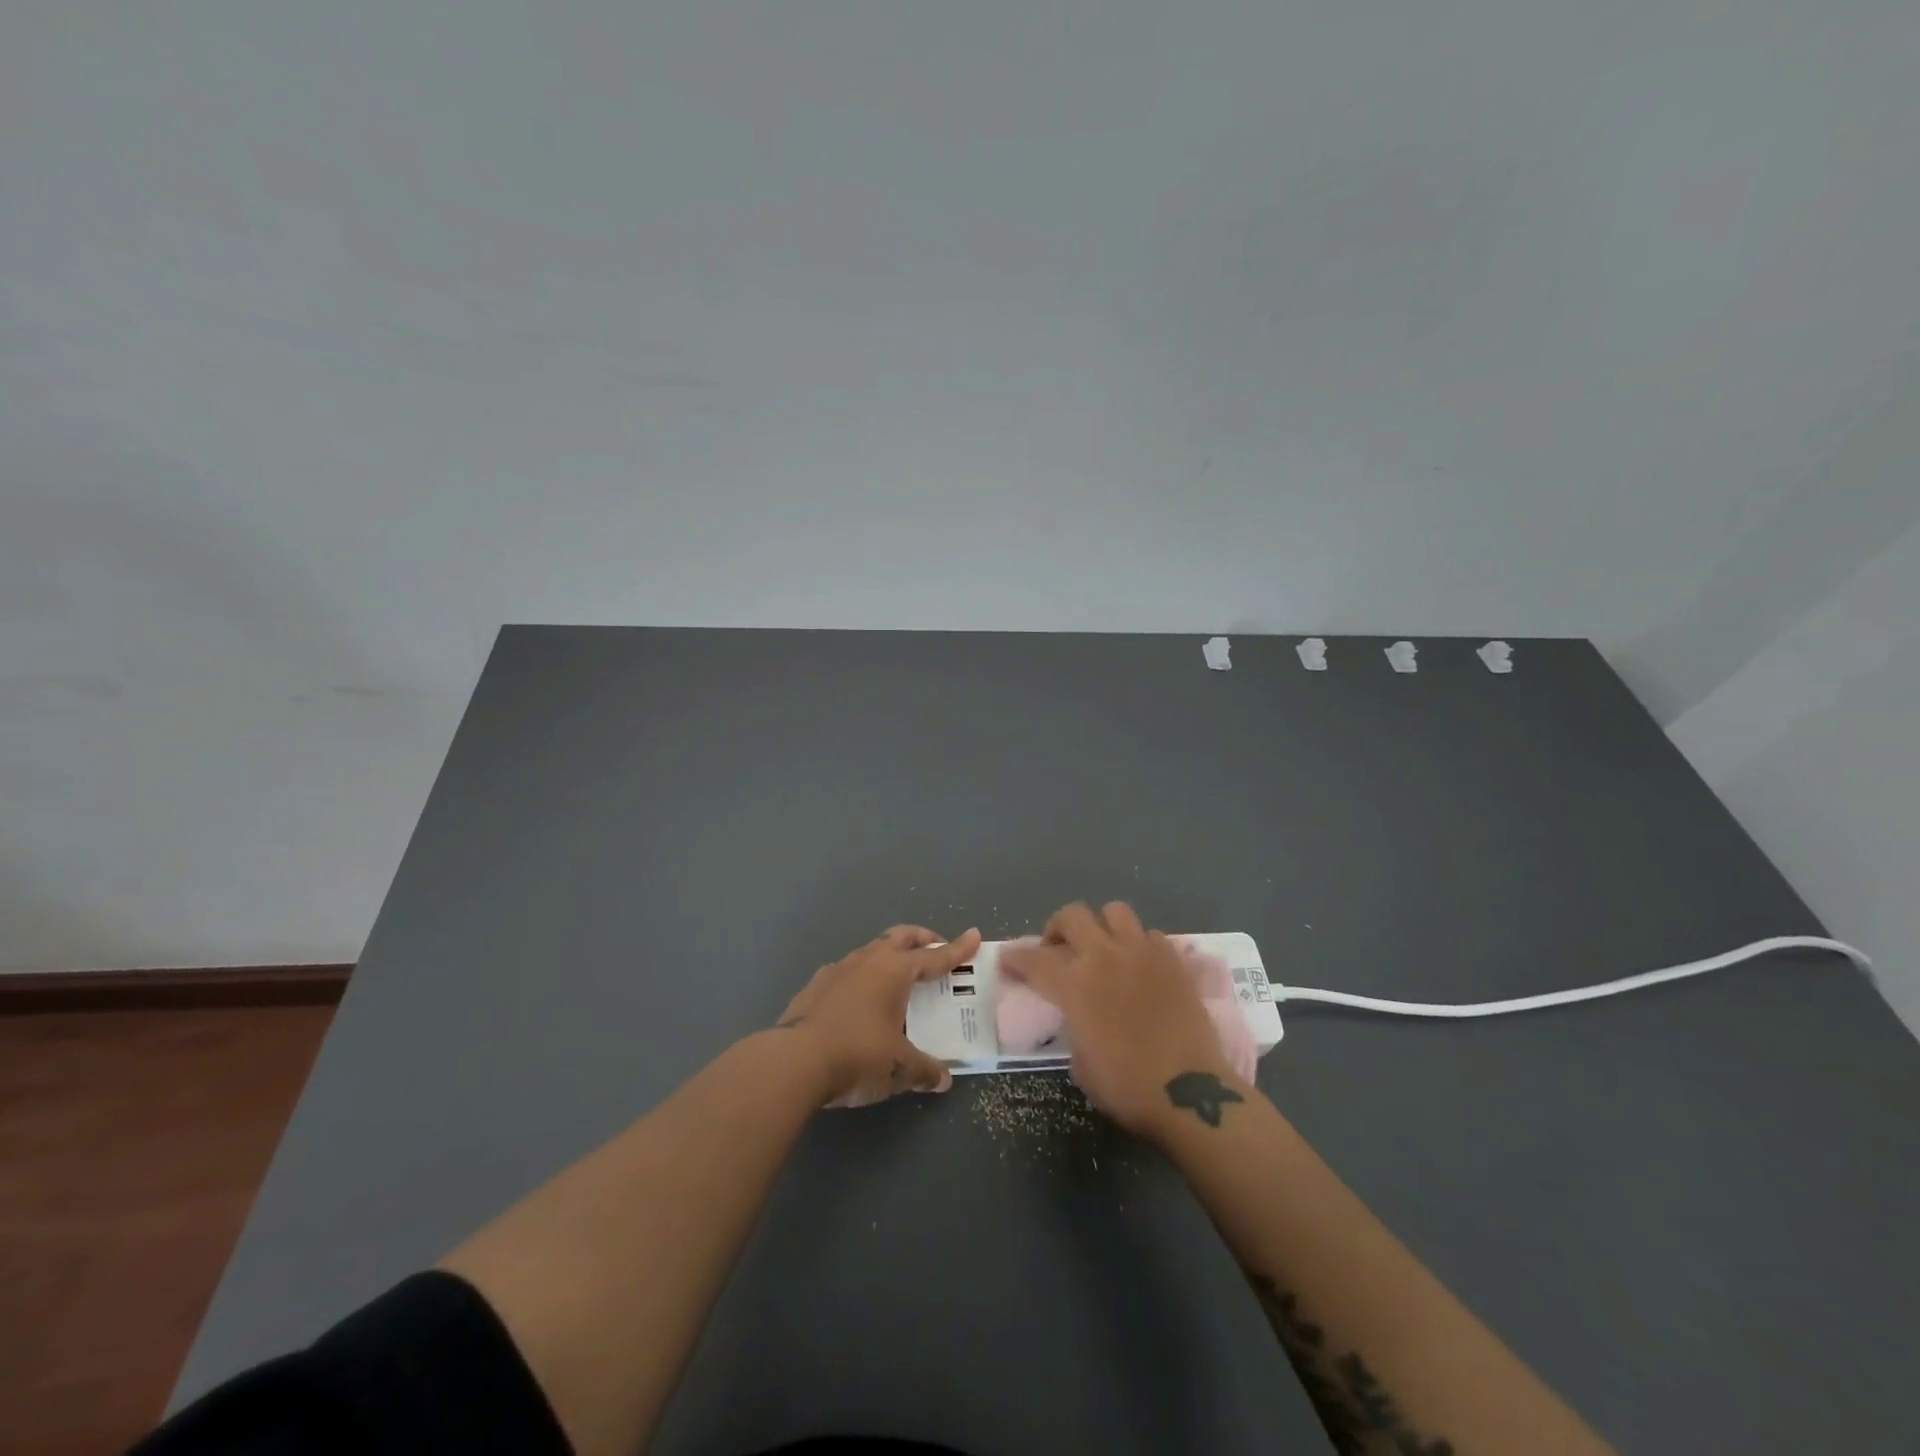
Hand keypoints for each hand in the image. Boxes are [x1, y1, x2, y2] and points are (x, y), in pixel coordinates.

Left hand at [777, 924, 981, 1107]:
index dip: (957, 949)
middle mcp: (868, 960)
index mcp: (895, 970)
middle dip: (922, 939)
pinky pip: (846, 972)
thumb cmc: (858, 1055)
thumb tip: (943, 1079)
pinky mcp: (814, 986)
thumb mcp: (899, 1068)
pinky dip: (861, 978)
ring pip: (871, 951)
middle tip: (935, 948)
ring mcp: (837, 969)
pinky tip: (859, 1001)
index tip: (974, 935)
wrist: (793, 1062)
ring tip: (897, 978)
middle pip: (901, 937)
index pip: (935, 957)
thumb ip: (925, 1070)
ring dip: (888, 957)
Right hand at [1001, 902, 1238, 1138]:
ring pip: (1115, 911)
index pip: (1033, 960)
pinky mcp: (1174, 960)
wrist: (1190, 1092)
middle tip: (1058, 949)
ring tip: (1104, 947)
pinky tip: (1140, 967)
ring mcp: (1142, 953)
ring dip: (1102, 926)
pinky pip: (1151, 935)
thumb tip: (1078, 1016)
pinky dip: (1140, 945)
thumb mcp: (1080, 1063)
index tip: (1006, 960)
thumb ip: (1073, 1026)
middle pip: (1072, 916)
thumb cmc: (1127, 1087)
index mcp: (1074, 985)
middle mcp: (1104, 956)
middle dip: (1057, 929)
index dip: (1015, 958)